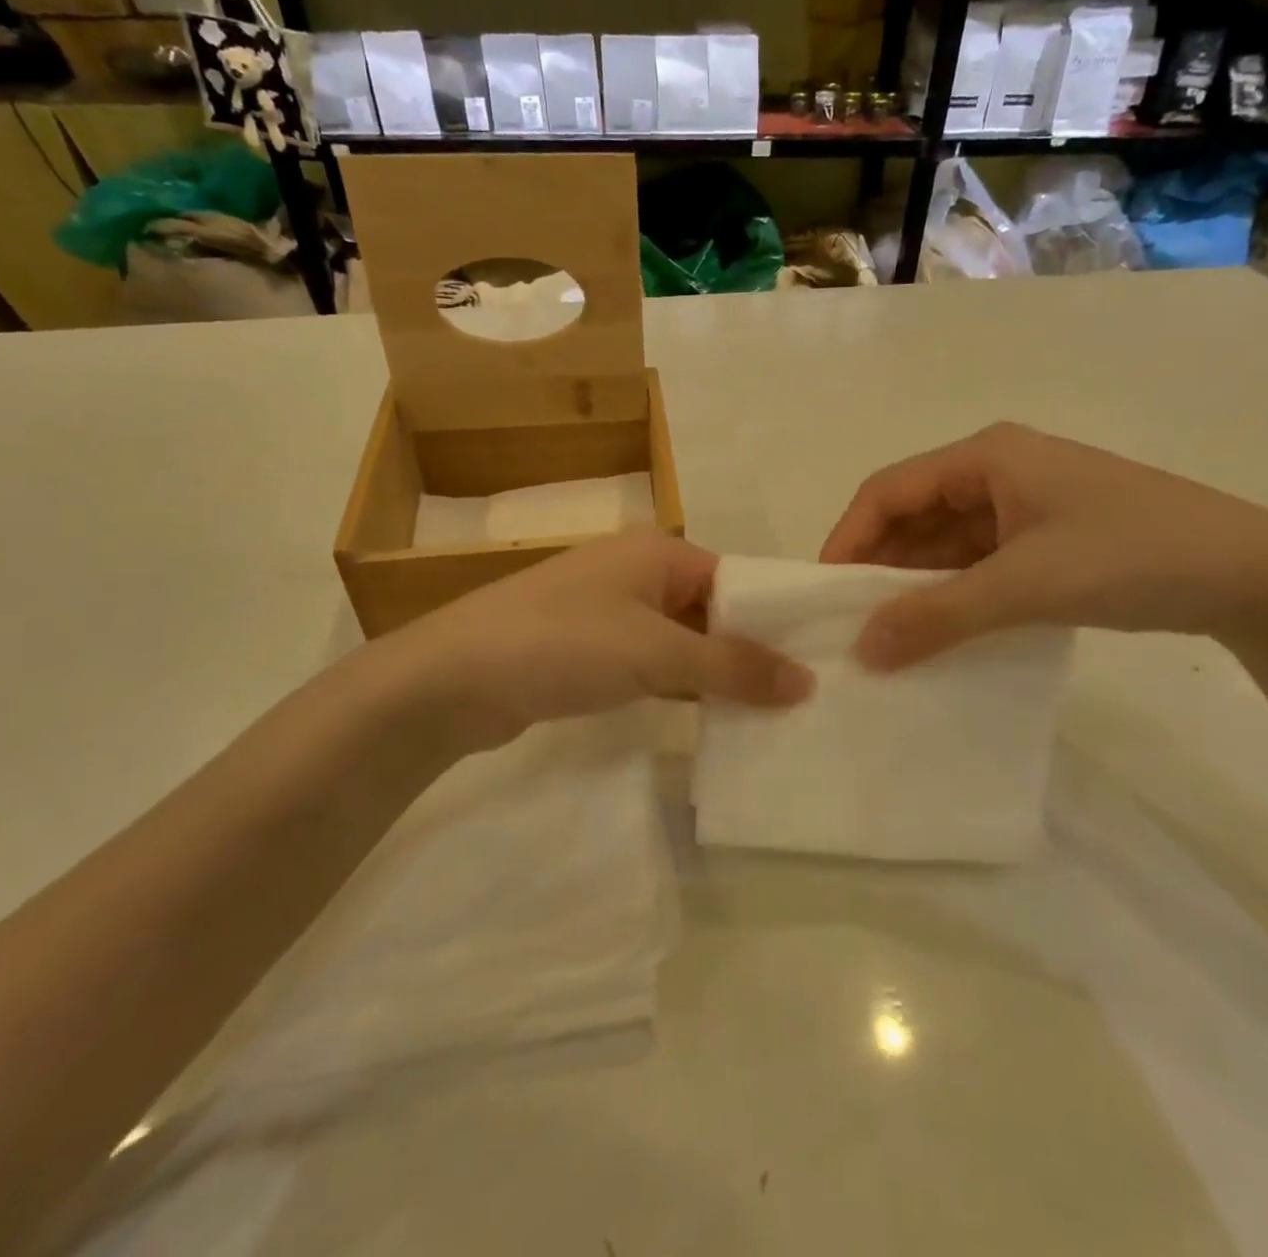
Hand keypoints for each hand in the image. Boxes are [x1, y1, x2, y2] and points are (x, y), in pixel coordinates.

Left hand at [354, 529, 814, 754]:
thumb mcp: (656, 652)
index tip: (816, 664)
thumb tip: (806, 682)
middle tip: (800, 699)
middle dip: (748, 651)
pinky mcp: (587, 650)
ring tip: (770, 714)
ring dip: (715, 673)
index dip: (775, 620)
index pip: (737, 580)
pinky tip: (711, 717)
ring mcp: (609, 611)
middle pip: (711, 610)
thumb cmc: (563, 644)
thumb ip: (732, 665)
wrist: (451, 679)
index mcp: (659, 550)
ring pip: (681, 640)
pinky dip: (678, 685)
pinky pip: (650, 662)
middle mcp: (637, 571)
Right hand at [821, 423, 1267, 667]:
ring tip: (888, 635)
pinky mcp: (1044, 538)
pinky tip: (939, 631)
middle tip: (850, 621)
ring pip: (945, 542)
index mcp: (986, 457)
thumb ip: (940, 615)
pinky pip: (977, 562)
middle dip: (880, 565)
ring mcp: (1022, 506)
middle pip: (913, 514)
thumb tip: (863, 649)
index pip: (889, 490)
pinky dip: (953, 593)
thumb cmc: (1130, 555)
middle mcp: (997, 471)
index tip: (824, 591)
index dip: (849, 537)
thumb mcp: (1026, 585)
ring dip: (916, 583)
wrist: (1251, 574)